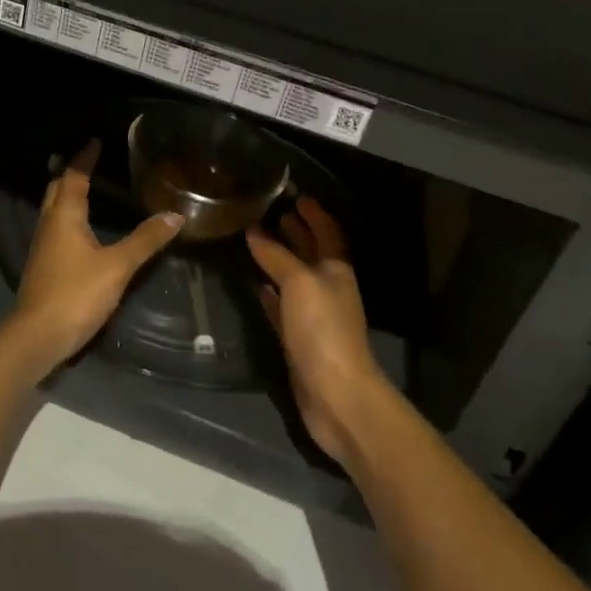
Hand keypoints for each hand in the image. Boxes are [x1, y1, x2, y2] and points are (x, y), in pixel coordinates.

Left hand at [8, 141, 184, 376]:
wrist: (38, 337)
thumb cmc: (76, 293)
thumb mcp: (118, 266)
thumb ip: (145, 240)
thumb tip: (175, 215)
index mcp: (64, 216)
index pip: (73, 176)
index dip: (84, 158)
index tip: (95, 142)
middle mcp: (49, 225)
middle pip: (56, 190)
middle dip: (71, 173)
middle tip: (89, 162)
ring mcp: (43, 248)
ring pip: (53, 210)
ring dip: (67, 196)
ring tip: (87, 189)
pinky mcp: (44, 268)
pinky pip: (56, 230)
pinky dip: (68, 219)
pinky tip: (81, 231)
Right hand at [247, 199, 390, 465]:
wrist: (336, 395)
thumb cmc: (323, 330)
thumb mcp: (299, 283)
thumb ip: (276, 256)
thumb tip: (254, 232)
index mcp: (336, 271)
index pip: (327, 233)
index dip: (315, 214)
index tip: (296, 195)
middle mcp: (327, 289)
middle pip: (311, 254)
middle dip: (296, 232)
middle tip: (271, 212)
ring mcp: (314, 317)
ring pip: (294, 280)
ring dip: (280, 261)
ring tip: (255, 242)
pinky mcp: (298, 341)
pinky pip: (282, 309)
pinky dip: (270, 295)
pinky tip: (255, 286)